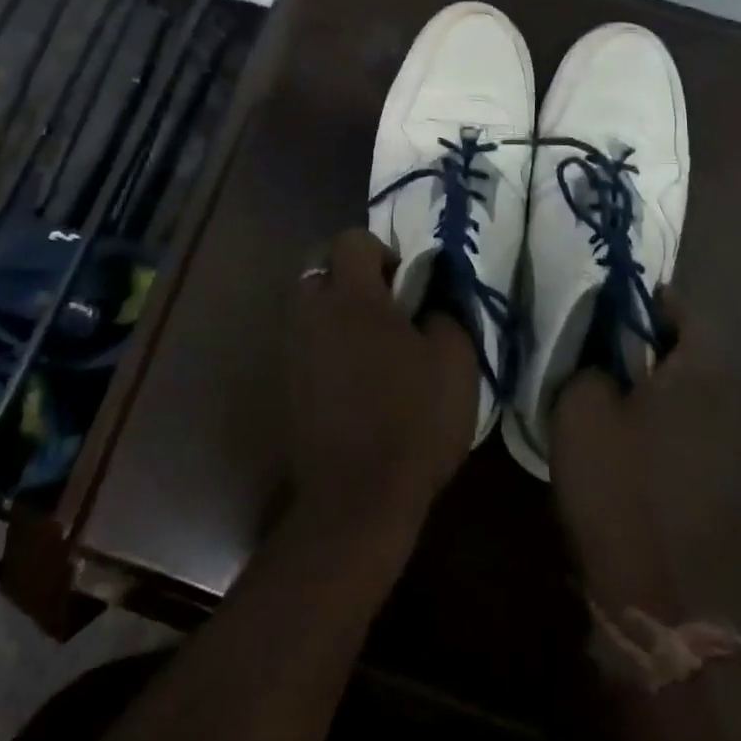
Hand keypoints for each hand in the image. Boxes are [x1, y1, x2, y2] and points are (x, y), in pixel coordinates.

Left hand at [287, 229, 478, 546]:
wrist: (357, 500)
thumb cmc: (412, 421)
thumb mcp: (455, 361)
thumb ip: (446, 313)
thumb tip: (434, 297)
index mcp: (352, 298)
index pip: (352, 240)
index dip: (381, 251)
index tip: (405, 285)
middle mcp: (312, 314)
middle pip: (319, 267)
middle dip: (349, 276)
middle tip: (385, 308)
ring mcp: (292, 351)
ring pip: (307, 306)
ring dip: (334, 311)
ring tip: (370, 344)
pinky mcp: (286, 386)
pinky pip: (302, 344)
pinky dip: (324, 345)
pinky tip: (352, 379)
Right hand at [550, 286, 692, 617]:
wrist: (649, 584)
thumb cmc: (615, 480)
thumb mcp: (582, 407)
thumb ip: (592, 364)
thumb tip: (603, 353)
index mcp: (696, 378)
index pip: (692, 319)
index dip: (663, 303)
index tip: (634, 298)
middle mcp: (725, 405)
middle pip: (698, 356)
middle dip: (662, 342)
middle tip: (622, 341)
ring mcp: (730, 449)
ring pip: (698, 394)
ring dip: (668, 382)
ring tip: (627, 385)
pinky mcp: (722, 484)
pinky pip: (698, 428)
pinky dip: (673, 418)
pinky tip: (641, 432)